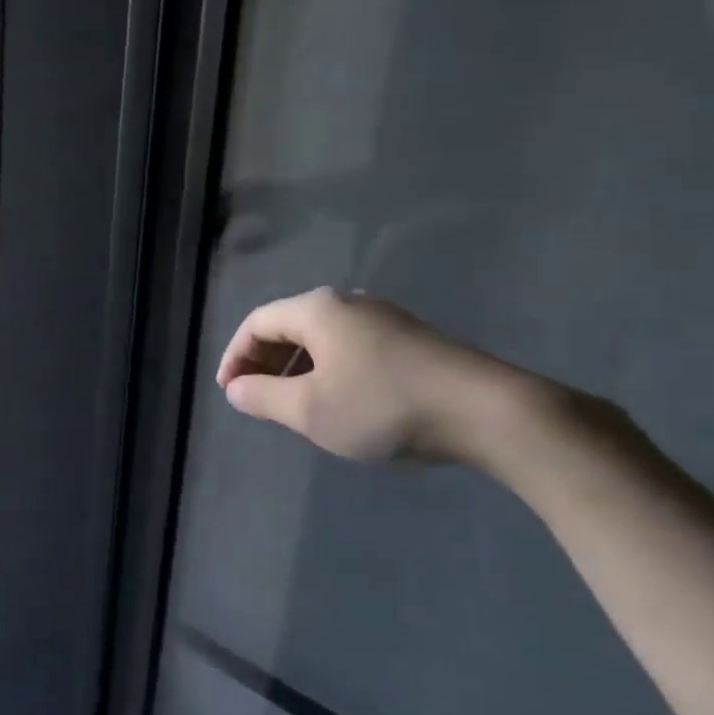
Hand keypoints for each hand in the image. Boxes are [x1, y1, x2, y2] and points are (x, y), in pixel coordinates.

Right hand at [216, 287, 517, 463]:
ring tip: (291, 403)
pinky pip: (349, 347)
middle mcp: (347, 303)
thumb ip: (263, 397)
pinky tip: (337, 400)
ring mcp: (383, 319)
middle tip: (254, 397)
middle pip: (289, 325)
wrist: (485, 411)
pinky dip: (327, 369)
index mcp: (316, 310)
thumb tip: (236, 389)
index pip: (257, 323)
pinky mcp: (410, 340)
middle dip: (264, 361)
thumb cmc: (382, 405)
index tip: (228, 391)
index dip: (235, 356)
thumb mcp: (310, 409)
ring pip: (321, 338)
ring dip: (295, 367)